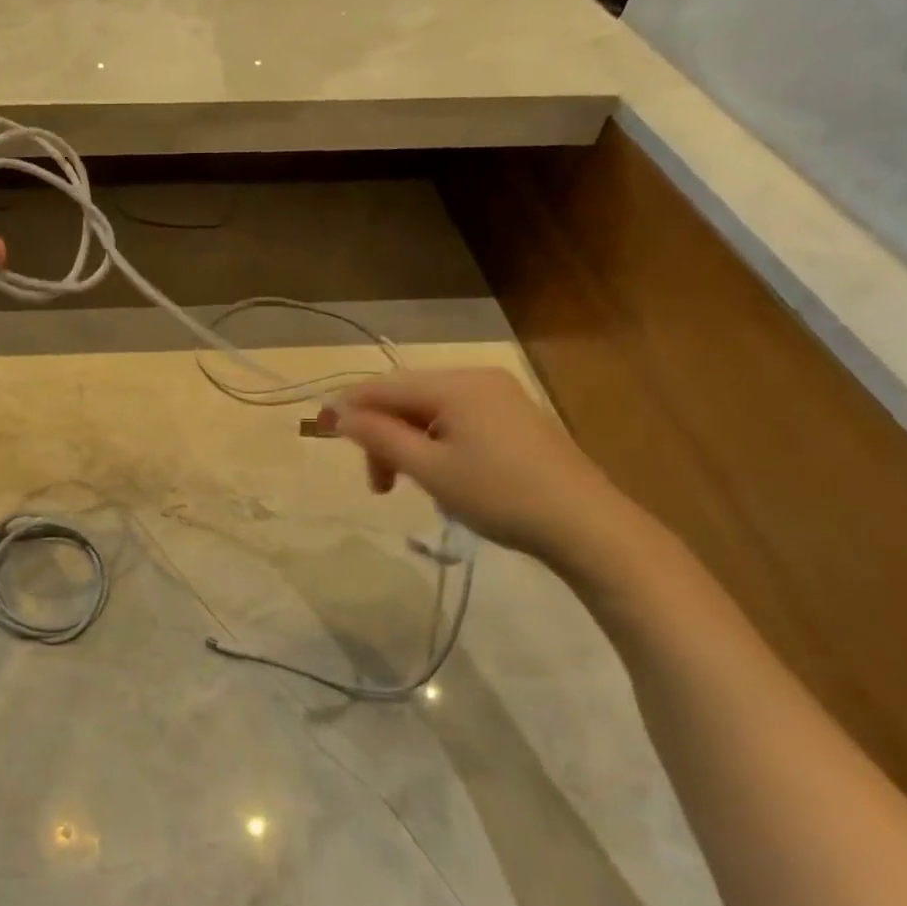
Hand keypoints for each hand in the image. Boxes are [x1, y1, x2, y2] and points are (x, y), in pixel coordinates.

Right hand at [318, 368, 638, 565]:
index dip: (347, 406)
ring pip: (431, 410)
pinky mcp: (515, 416)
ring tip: (410, 485)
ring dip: (408, 443)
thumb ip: (380, 437)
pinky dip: (436, 442)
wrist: (588, 527)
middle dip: (383, 436)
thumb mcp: (431, 471)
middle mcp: (477, 378)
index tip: (317, 429)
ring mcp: (500, 396)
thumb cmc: (501, 497)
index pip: (384, 387)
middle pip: (406, 397)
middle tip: (380, 485)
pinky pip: (457, 419)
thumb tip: (338, 414)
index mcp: (456, 385)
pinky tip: (444, 475)